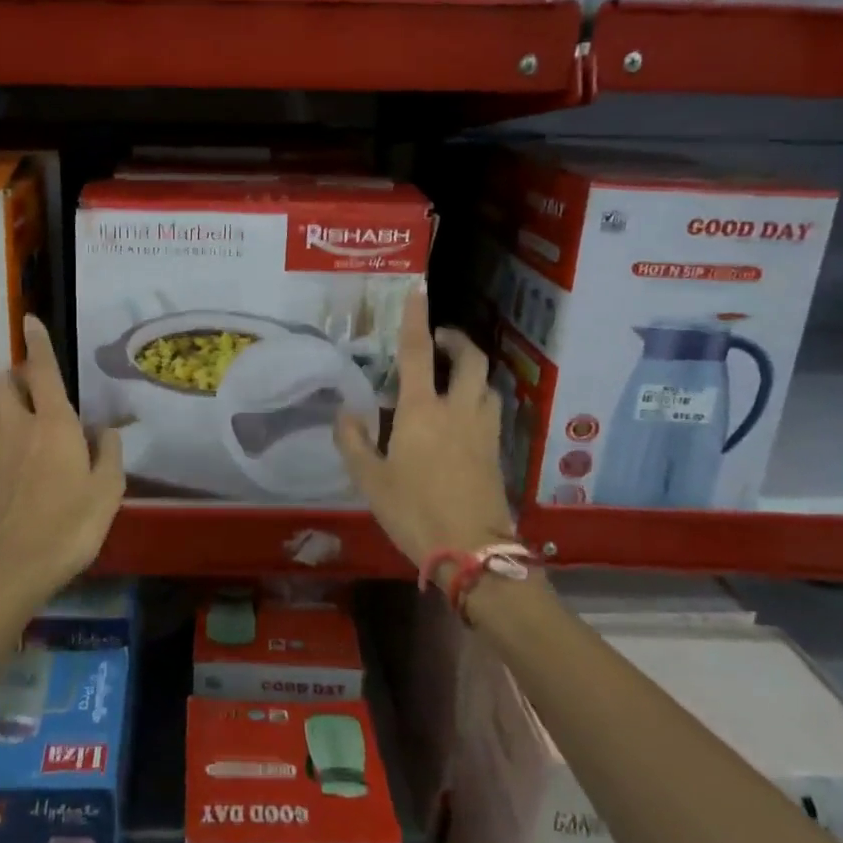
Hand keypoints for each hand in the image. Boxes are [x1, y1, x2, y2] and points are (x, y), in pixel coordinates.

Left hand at [0, 315, 125, 610]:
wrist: (10, 570)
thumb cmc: (68, 527)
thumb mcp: (107, 491)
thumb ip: (109, 452)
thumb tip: (103, 430)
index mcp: (53, 425)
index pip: (42, 372)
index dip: (38, 343)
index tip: (30, 319)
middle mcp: (19, 428)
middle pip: (7, 383)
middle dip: (19, 373)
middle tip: (43, 385)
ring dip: (12, 398)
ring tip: (39, 418)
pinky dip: (10, 428)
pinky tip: (30, 456)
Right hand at [334, 287, 519, 573]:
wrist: (473, 553)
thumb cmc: (414, 511)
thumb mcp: (370, 480)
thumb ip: (354, 442)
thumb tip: (346, 413)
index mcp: (421, 411)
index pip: (416, 353)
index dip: (415, 319)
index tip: (418, 289)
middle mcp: (457, 411)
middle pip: (469, 360)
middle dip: (456, 341)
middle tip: (438, 340)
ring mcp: (482, 431)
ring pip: (486, 384)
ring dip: (471, 370)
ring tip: (451, 377)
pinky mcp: (496, 452)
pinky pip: (489, 411)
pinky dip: (477, 399)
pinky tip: (462, 417)